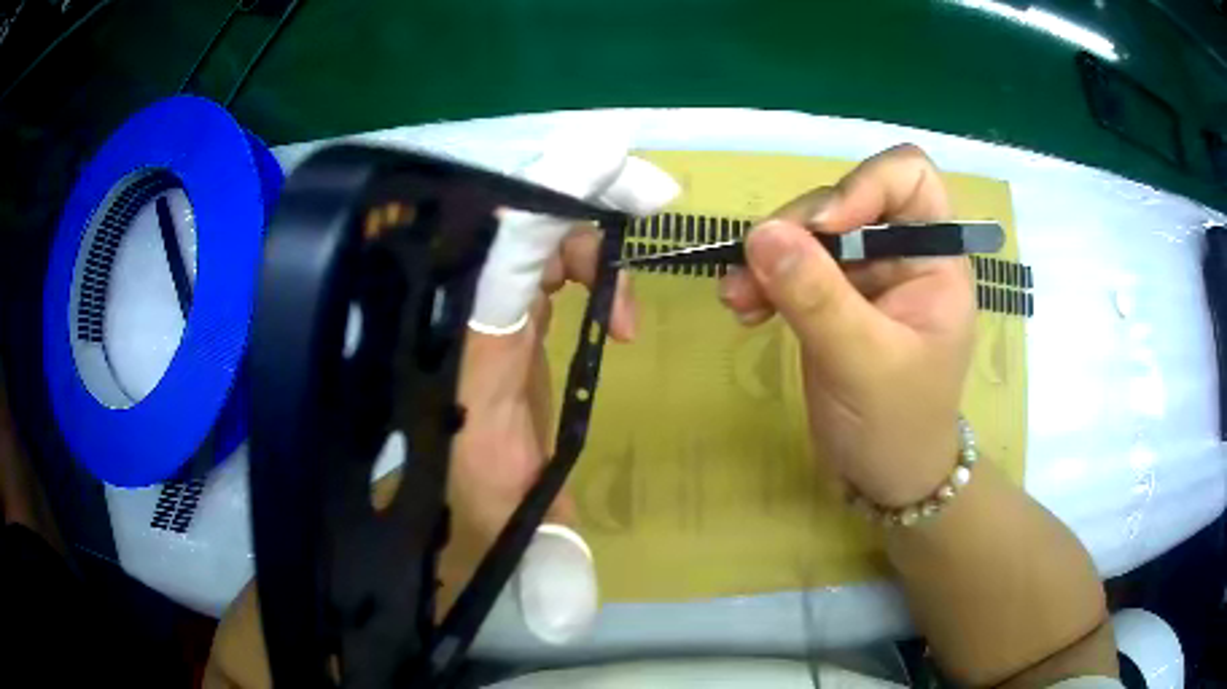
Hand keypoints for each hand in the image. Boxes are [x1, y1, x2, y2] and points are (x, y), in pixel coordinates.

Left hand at [440, 131, 678, 642]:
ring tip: (632, 294)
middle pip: (516, 210)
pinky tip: (613, 302)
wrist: (414, 488)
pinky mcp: (495, 302)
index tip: (615, 164)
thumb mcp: (503, 528)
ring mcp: (478, 296)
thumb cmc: (450, 498)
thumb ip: (546, 563)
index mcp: (469, 343)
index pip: (503, 245)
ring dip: (591, 235)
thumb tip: (573, 621)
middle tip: (651, 200)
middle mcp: (467, 303)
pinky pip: (538, 250)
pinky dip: (584, 256)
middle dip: (587, 190)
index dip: (554, 195)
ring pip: (528, 223)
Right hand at [718, 145, 973, 507]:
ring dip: (770, 254)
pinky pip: (794, 265)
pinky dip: (765, 279)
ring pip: (812, 231)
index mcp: (936, 259)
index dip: (865, 184)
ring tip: (737, 297)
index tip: (823, 228)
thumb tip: (761, 234)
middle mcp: (903, 253)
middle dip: (800, 229)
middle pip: (847, 198)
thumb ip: (818, 297)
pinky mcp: (834, 297)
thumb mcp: (863, 364)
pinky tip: (744, 307)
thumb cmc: (897, 426)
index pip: (911, 177)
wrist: (885, 478)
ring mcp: (866, 274)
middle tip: (756, 265)